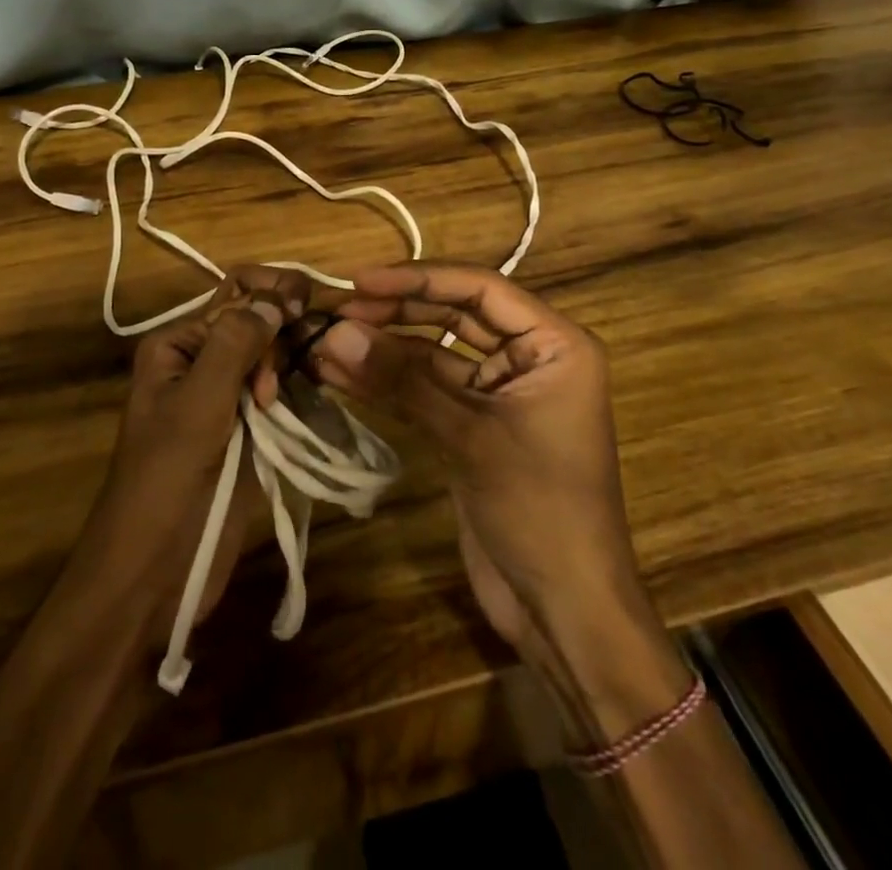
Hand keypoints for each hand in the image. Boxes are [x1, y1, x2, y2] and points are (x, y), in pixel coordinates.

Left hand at [77, 267, 309, 648]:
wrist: (152, 571)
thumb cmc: (168, 479)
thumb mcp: (199, 403)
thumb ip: (235, 344)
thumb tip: (276, 298)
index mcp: (177, 345)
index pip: (234, 297)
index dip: (272, 294)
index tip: (307, 306)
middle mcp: (199, 363)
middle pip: (256, 324)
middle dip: (283, 331)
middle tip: (300, 361)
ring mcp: (224, 399)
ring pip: (271, 359)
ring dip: (291, 361)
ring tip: (298, 387)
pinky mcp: (245, 432)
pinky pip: (277, 394)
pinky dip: (296, 389)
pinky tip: (313, 393)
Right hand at [310, 264, 686, 730]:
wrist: (565, 612)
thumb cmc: (540, 511)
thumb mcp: (472, 437)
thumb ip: (402, 381)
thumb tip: (335, 332)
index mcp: (554, 345)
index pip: (480, 289)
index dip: (419, 279)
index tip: (361, 280)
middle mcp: (529, 358)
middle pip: (455, 315)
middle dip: (397, 311)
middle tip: (339, 310)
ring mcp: (498, 393)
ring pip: (435, 352)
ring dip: (384, 349)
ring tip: (327, 341)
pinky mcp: (473, 426)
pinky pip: (427, 390)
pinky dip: (388, 383)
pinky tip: (342, 374)